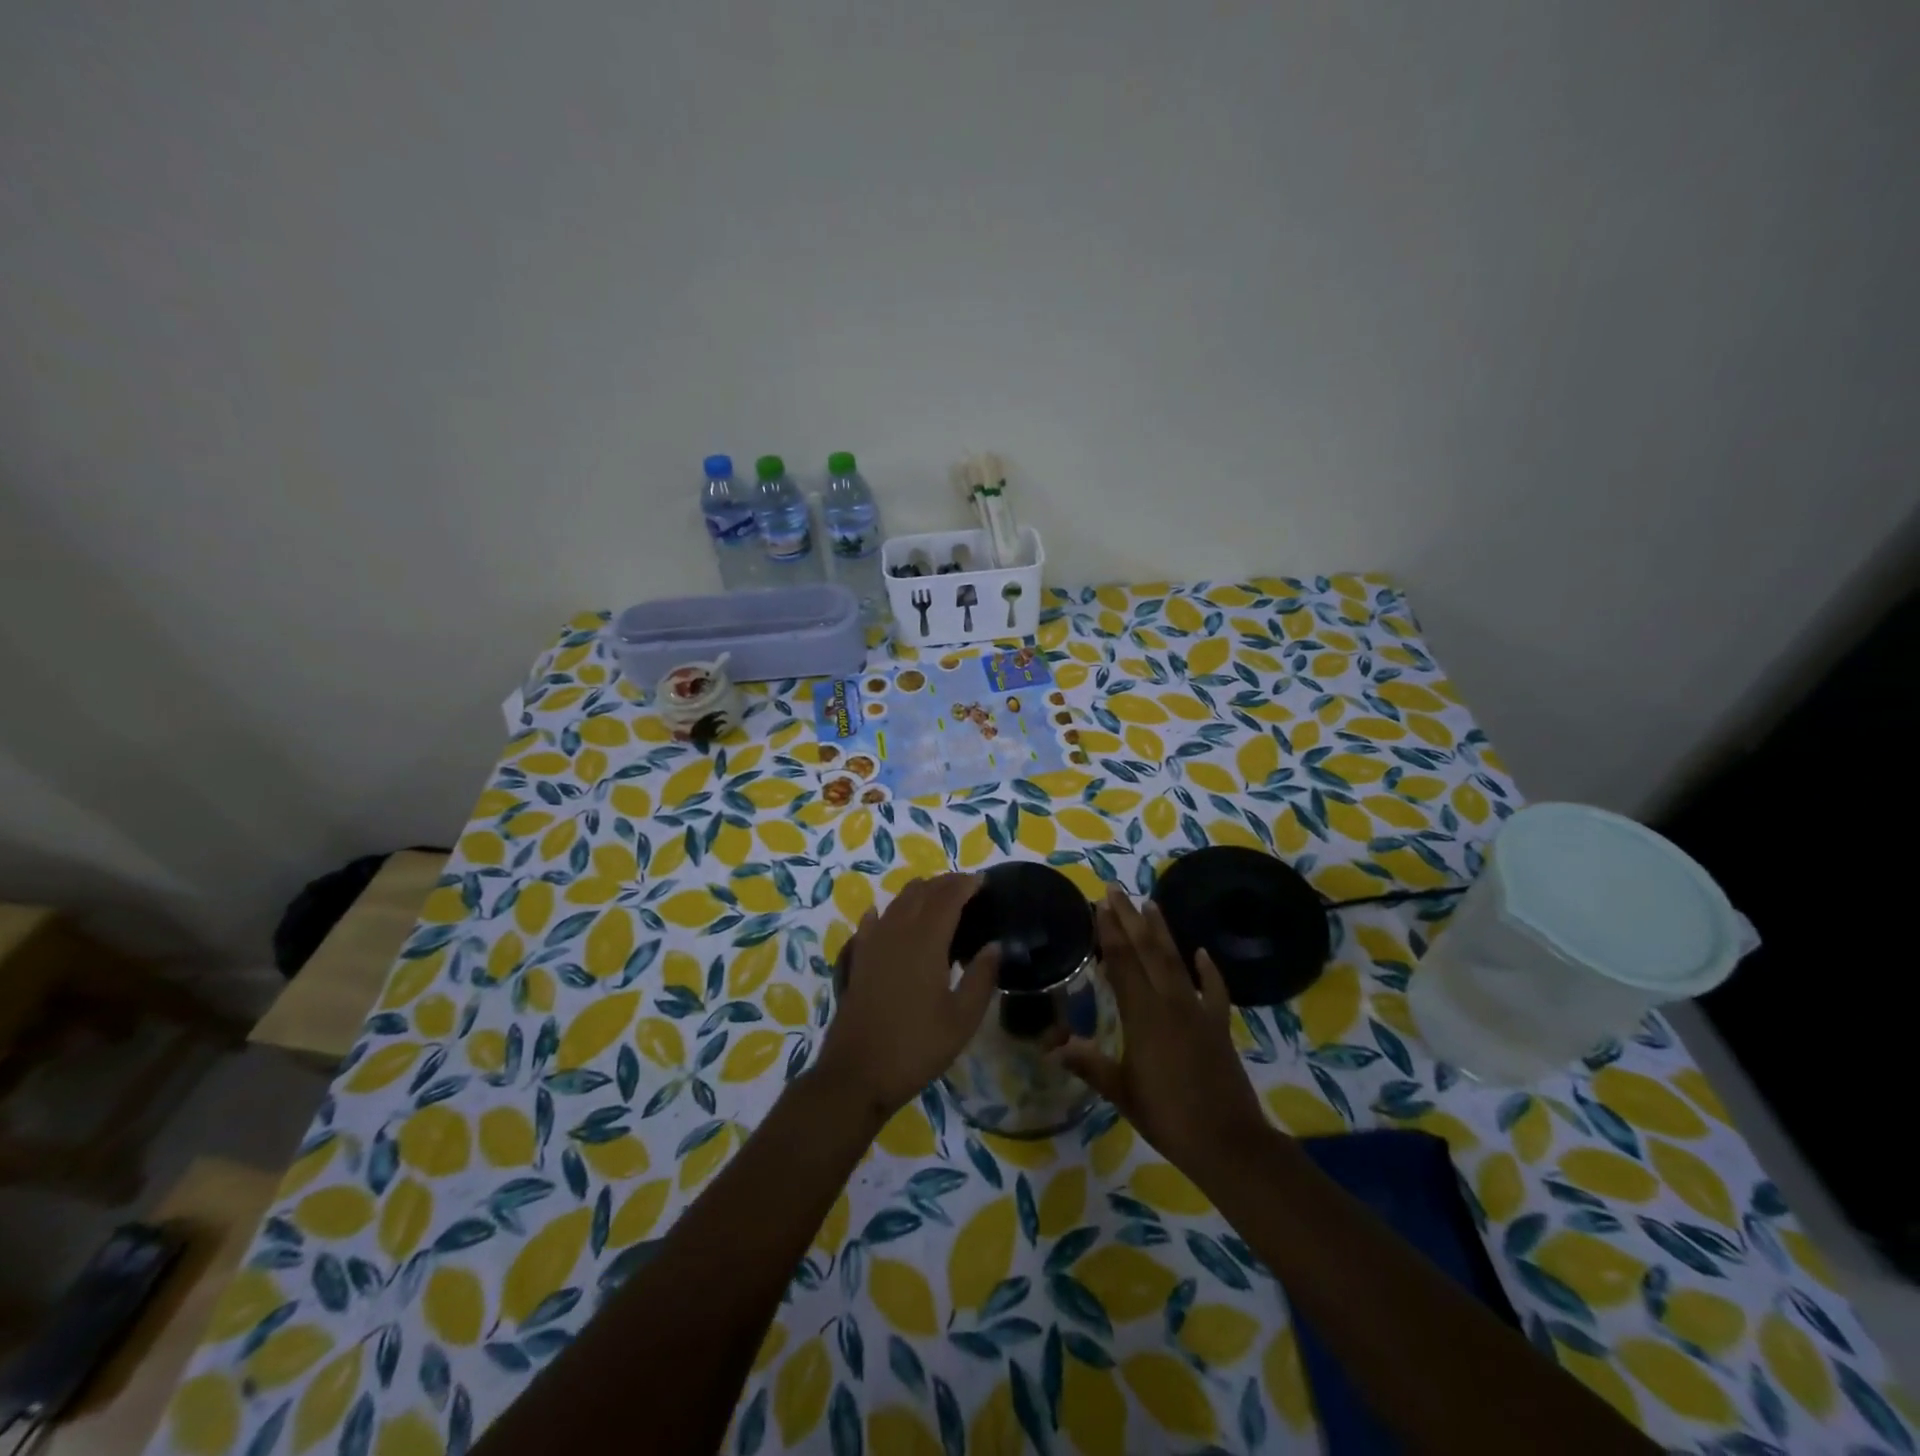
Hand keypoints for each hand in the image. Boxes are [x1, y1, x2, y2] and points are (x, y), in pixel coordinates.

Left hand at [814, 873, 1000, 1120]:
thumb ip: (982, 977)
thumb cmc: (916, 1046)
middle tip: (966, 888)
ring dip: (919, 893)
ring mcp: (872, 943)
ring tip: (938, 899)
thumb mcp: (962, 1019)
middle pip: (921, 892)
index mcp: (926, 940)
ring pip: (897, 902)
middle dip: (945, 884)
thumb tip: (995, 945)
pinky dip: (886, 912)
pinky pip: (872, 922)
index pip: (948, 897)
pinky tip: (887, 916)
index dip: (965, 884)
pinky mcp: (857, 959)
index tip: (983, 881)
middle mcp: (897, 931)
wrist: (857, 1073)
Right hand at [1060, 886, 1273, 1179]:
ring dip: (1162, 932)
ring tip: (1150, 904)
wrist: (1228, 1142)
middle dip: (1130, 919)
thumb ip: (1089, 1064)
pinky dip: (1209, 970)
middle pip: (1147, 951)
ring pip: (1176, 962)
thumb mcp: (1121, 1092)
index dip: (1109, 932)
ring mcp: (1199, 1011)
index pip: (1122, 963)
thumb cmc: (1167, 1117)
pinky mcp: (1219, 1025)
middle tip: (1115, 890)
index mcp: (1143, 1015)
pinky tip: (1202, 953)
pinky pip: (1215, 990)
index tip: (1100, 905)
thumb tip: (1052, 1047)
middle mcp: (1171, 1002)